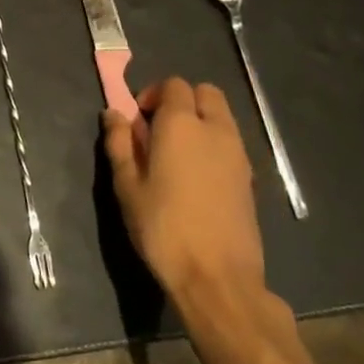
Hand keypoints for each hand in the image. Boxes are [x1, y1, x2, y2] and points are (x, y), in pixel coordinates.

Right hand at [102, 78, 266, 308]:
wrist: (218, 278)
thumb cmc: (163, 228)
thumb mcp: (127, 186)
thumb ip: (119, 143)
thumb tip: (113, 113)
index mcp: (181, 124)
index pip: (173, 85)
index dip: (153, 94)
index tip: (138, 120)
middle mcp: (215, 129)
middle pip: (205, 93)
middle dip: (182, 100)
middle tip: (159, 129)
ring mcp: (238, 154)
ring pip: (222, 117)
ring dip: (200, 121)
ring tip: (177, 155)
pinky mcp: (250, 178)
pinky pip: (231, 143)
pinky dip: (214, 144)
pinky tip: (197, 178)